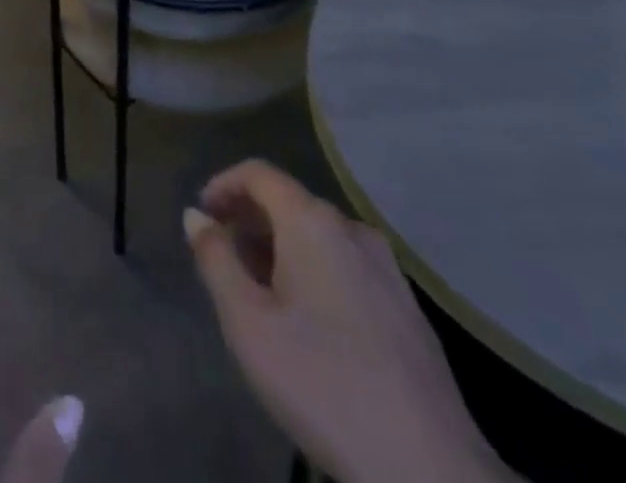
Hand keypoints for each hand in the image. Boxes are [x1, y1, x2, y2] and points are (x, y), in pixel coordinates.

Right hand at [185, 161, 515, 482]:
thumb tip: (196, 216)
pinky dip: (314, 270)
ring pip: (319, 235)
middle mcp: (352, 229)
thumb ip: (216, 259)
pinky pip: (346, 264)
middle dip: (250, 219)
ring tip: (258, 290)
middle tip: (222, 256)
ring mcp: (387, 268)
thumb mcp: (247, 322)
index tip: (202, 216)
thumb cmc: (321, 382)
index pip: (258, 173)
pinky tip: (306, 319)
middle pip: (290, 201)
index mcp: (312, 221)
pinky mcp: (408, 308)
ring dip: (281, 247)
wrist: (430, 470)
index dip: (223, 185)